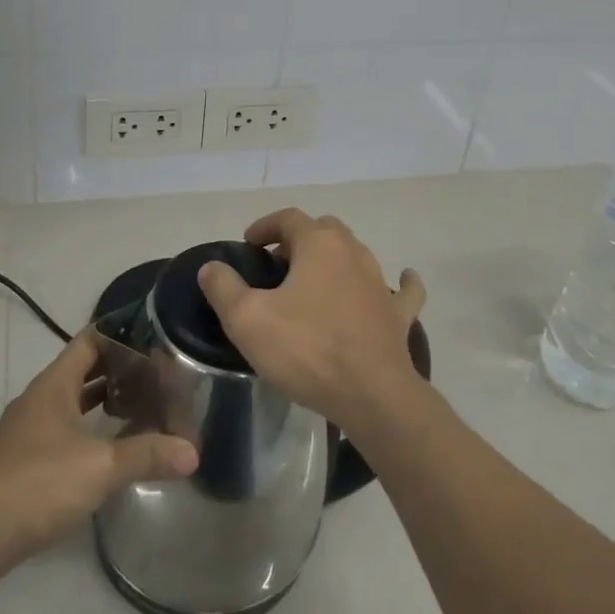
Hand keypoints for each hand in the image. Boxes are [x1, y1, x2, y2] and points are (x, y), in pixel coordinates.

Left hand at [0, 330, 198, 577]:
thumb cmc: (36, 482)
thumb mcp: (99, 466)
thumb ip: (146, 455)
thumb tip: (194, 452)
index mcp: (54, 385)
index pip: (89, 341)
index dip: (119, 333)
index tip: (152, 334)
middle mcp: (38, 402)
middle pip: (81, 372)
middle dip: (117, 371)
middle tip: (156, 373)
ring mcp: (25, 434)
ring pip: (70, 405)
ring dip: (101, 404)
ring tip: (140, 407)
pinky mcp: (21, 466)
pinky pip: (62, 434)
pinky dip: (87, 433)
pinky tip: (107, 452)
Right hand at [197, 209, 425, 435]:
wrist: (372, 395)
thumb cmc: (306, 350)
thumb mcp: (247, 320)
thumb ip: (224, 288)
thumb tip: (212, 267)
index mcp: (318, 245)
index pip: (289, 218)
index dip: (265, 226)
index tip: (248, 244)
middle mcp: (353, 252)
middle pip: (324, 229)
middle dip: (298, 239)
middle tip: (277, 265)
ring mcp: (381, 283)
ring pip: (357, 254)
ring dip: (334, 258)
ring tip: (314, 280)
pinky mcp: (397, 314)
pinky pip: (402, 290)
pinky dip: (399, 282)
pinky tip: (402, 279)